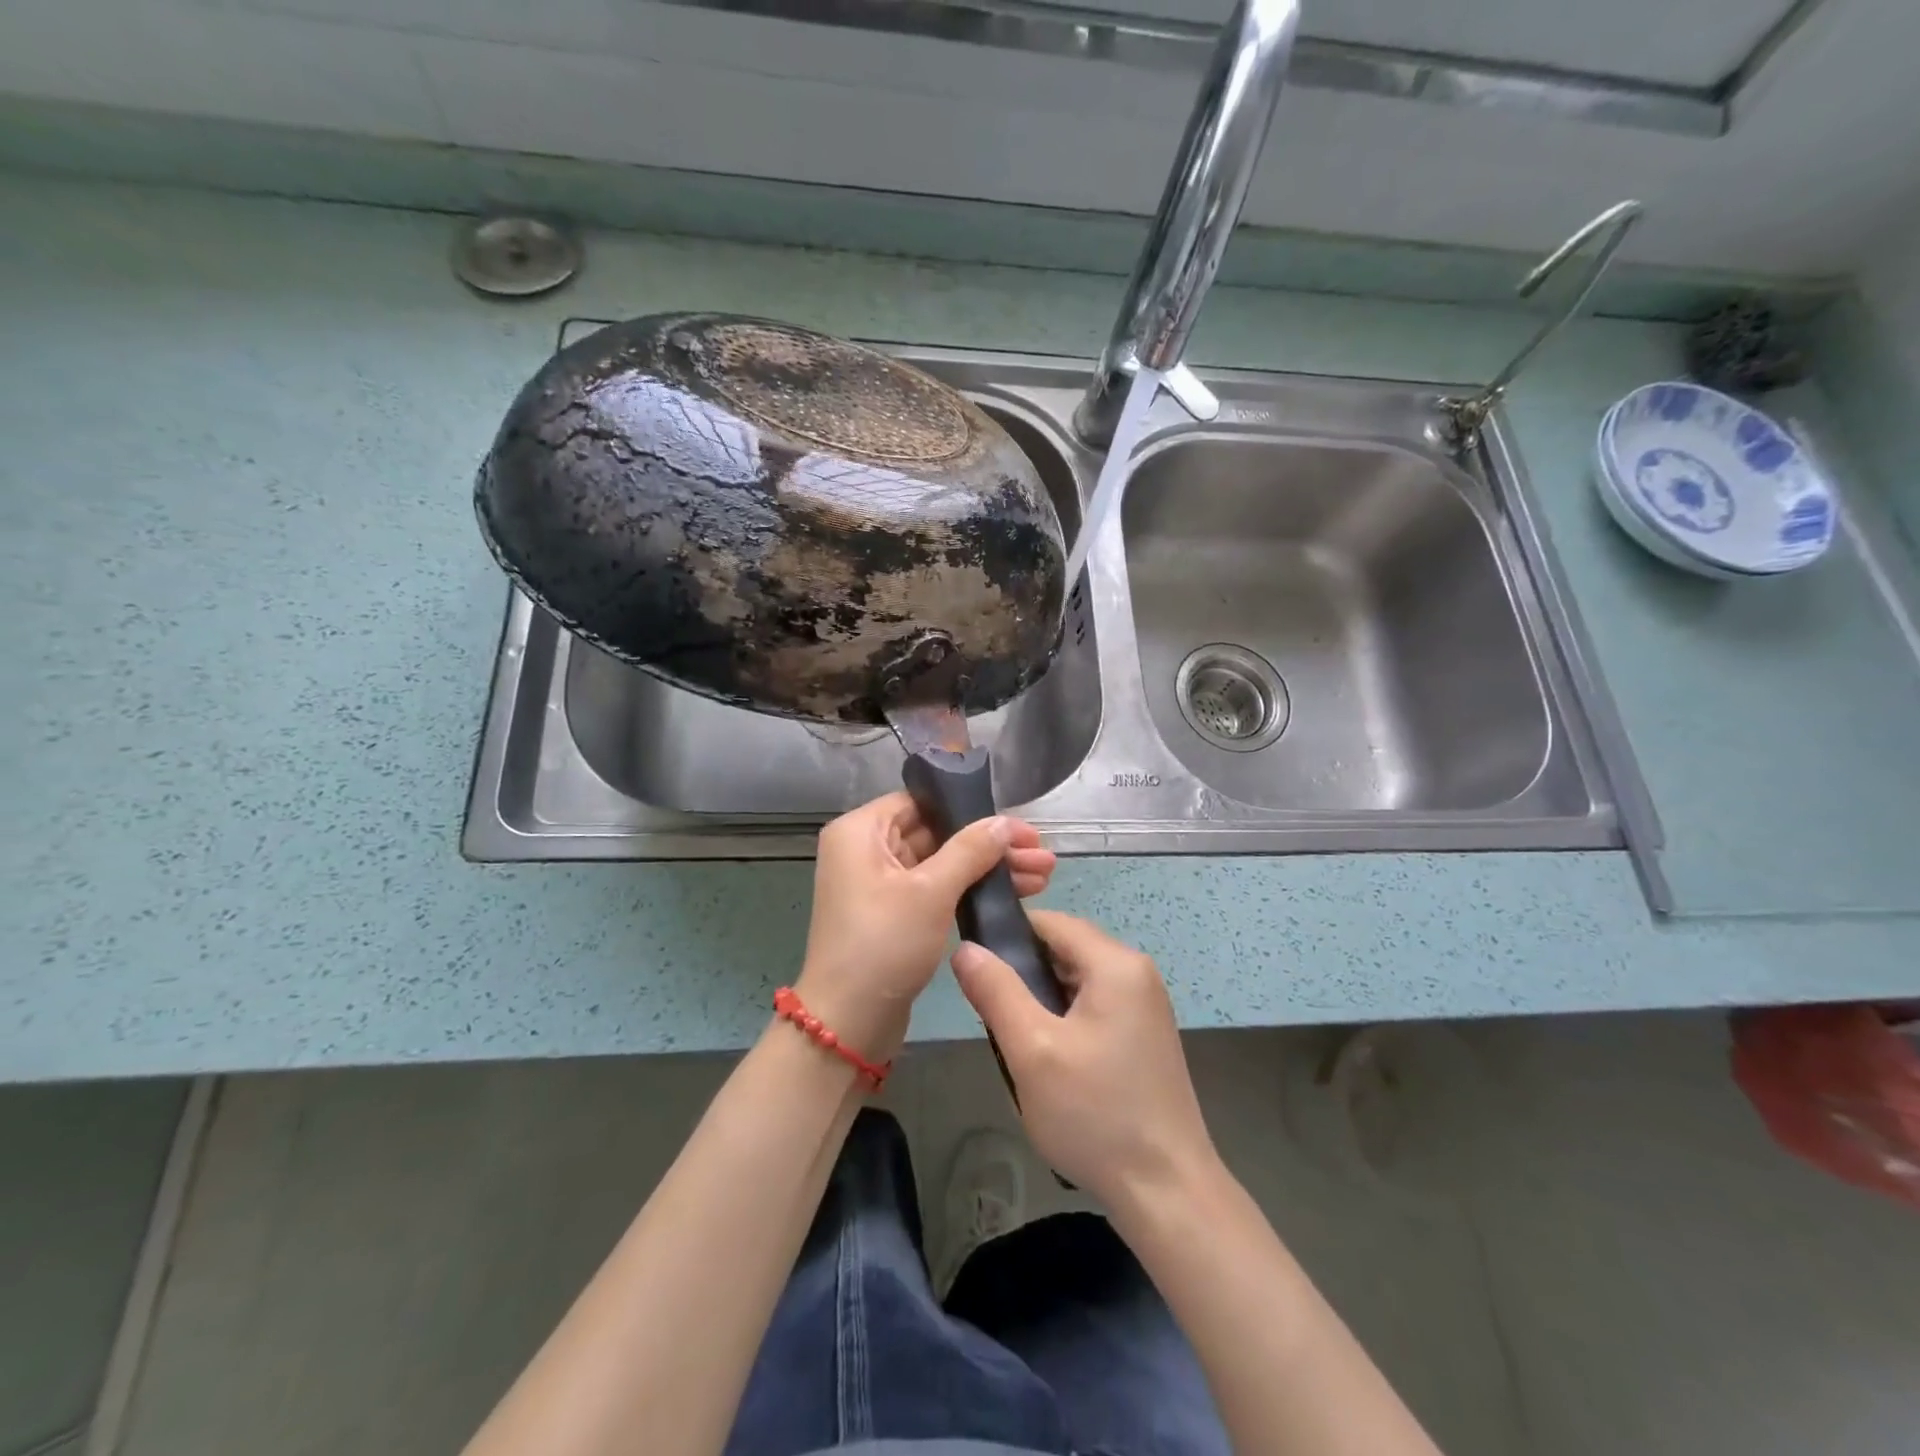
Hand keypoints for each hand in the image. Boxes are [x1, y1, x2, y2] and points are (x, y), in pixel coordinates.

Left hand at [796, 792, 1054, 1065]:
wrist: (848, 1023)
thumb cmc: (883, 944)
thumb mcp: (930, 891)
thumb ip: (970, 850)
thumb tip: (1006, 822)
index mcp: (860, 831)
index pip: (922, 801)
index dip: (971, 809)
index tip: (1017, 825)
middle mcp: (866, 850)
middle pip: (937, 832)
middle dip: (991, 845)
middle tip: (1042, 855)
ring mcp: (880, 884)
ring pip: (942, 863)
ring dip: (988, 868)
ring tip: (1043, 876)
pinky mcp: (894, 913)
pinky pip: (937, 889)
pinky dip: (970, 889)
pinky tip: (1014, 894)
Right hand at [951, 911, 1217, 1210]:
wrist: (1167, 1192)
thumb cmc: (1095, 1114)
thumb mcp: (1032, 1050)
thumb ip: (996, 991)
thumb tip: (965, 946)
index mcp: (1116, 964)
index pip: (1051, 921)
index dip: (1007, 934)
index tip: (973, 965)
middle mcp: (1136, 972)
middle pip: (1065, 949)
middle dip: (1024, 972)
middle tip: (990, 1012)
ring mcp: (1145, 1005)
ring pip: (1077, 980)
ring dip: (1042, 999)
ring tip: (1013, 1039)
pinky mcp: (1145, 1034)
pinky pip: (1094, 1005)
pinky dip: (1064, 1018)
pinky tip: (1048, 1058)